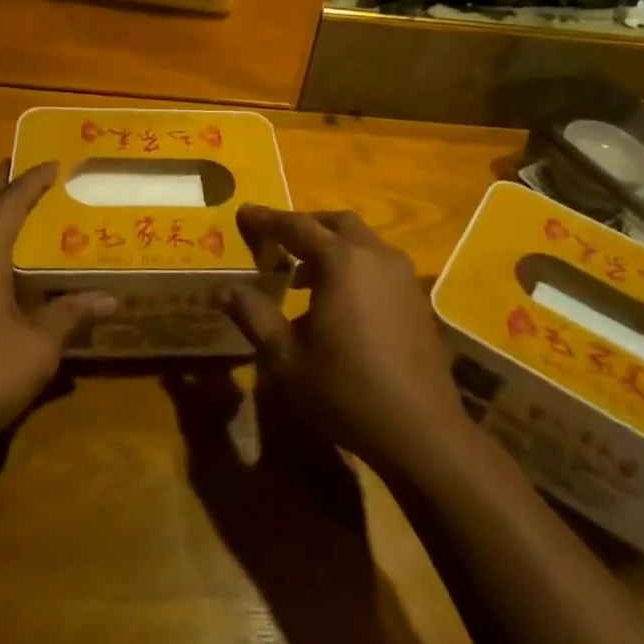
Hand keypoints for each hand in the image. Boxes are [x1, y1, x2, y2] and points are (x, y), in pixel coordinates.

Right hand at [219, 206, 474, 477]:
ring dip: (331, 247)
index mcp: (341, 261)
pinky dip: (353, 266)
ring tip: (301, 275)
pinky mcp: (417, 299)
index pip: (296, 226)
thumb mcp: (285, 358)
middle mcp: (375, 256)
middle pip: (336, 223)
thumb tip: (222, 289)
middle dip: (304, 226)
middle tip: (276, 240)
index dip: (267, 219)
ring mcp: (403, 277)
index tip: (244, 212)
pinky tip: (338, 301)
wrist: (421, 431)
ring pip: (362, 242)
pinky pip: (379, 265)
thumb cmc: (344, 390)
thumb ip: (253, 315)